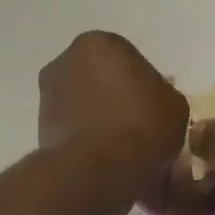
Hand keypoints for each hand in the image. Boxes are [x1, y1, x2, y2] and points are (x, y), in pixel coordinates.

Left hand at [39, 31, 188, 204]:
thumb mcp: (174, 105)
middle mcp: (64, 63)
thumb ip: (162, 95)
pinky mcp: (40, 131)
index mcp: (98, 43)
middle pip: (99, 82)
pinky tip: (104, 163)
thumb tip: (152, 103)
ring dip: (98, 123)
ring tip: (121, 151)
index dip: (143, 88)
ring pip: (83, 108)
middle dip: (115, 101)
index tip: (153, 112)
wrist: (98, 171)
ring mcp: (47, 98)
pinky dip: (85, 143)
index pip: (127, 61)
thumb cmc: (140, 126)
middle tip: (137, 129)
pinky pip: (73, 133)